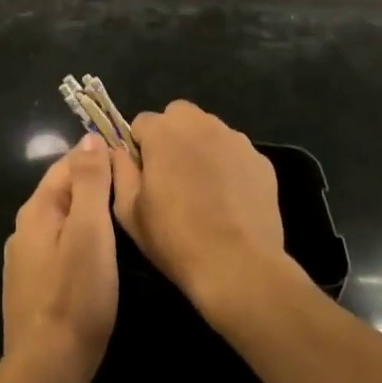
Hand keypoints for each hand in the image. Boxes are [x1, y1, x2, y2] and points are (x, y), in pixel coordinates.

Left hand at [3, 134, 117, 382]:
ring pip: (61, 220)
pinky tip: (97, 254)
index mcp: (37, 209)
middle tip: (133, 187)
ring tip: (121, 217)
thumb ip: (89, 182)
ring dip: (87, 212)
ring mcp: (25, 259)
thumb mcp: (90, 231)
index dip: (98, 155)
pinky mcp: (32, 286)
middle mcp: (25, 228)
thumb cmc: (75, 294)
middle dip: (93, 182)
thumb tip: (89, 137)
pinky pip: (58, 246)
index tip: (131, 159)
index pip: (68, 163)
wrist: (47, 367)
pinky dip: (79, 239)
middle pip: (63, 190)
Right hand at [111, 100, 289, 315]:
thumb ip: (120, 171)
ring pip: (210, 130)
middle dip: (171, 135)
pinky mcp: (261, 160)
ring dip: (201, 147)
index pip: (142, 122)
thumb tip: (120, 152)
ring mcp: (236, 140)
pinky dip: (229, 166)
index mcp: (164, 132)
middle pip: (179, 115)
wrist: (238, 267)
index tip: (143, 174)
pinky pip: (236, 153)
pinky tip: (229, 199)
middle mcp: (201, 124)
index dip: (139, 147)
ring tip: (203, 188)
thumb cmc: (175, 239)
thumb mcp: (129, 211)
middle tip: (172, 174)